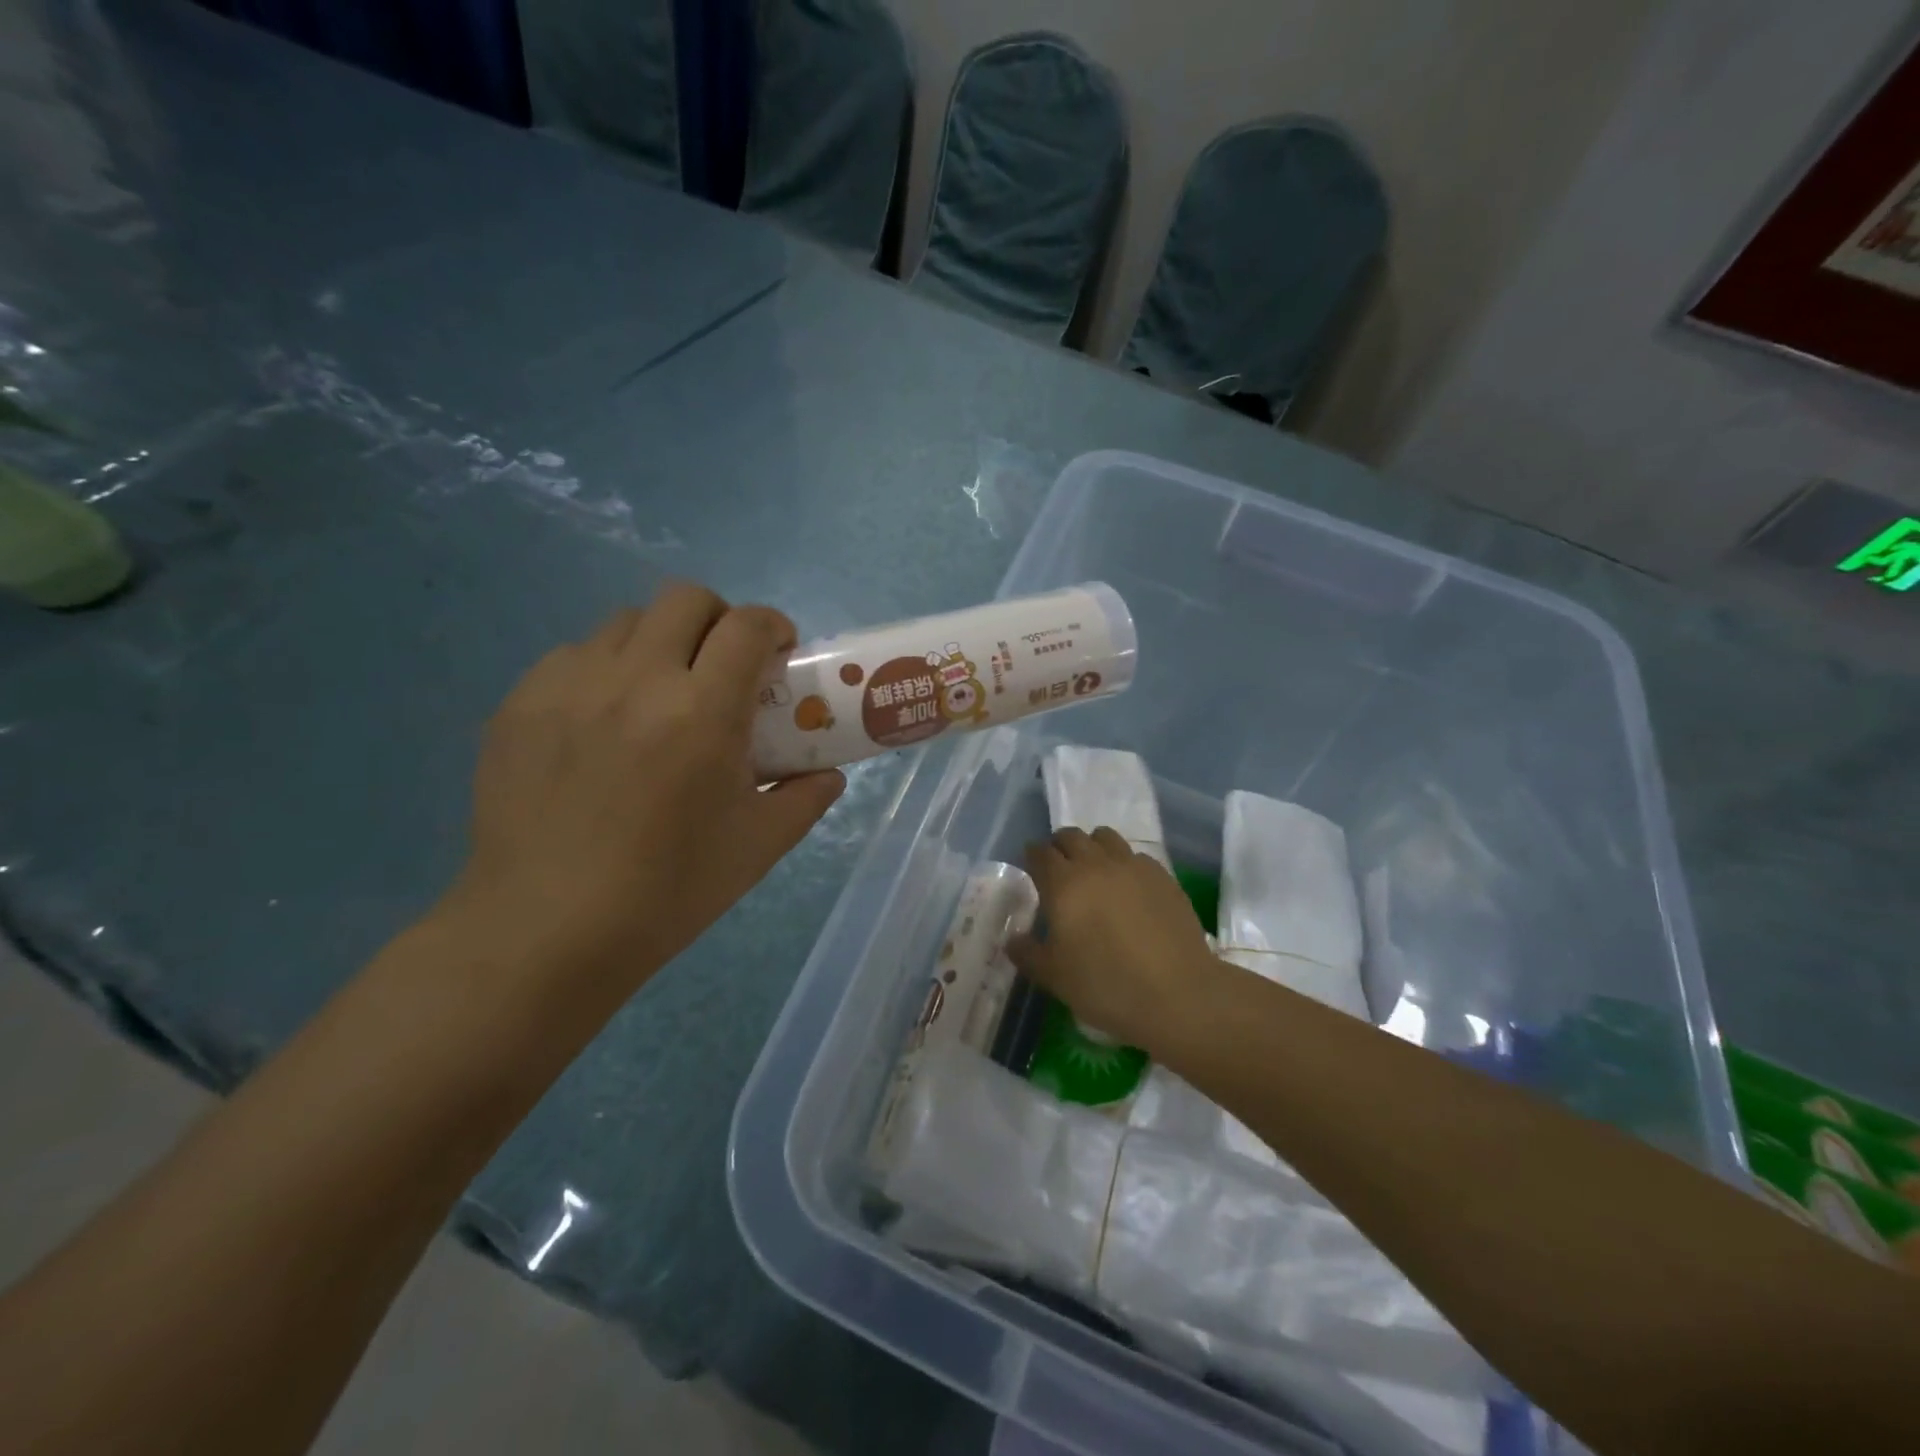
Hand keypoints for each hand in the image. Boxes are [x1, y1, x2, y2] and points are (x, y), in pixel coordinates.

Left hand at [437, 582, 844, 997]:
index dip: (774, 626)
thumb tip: (828, 774)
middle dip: (719, 619)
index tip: (780, 652)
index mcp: (702, 711)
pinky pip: (573, 656)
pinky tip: (603, 723)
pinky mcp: (519, 704)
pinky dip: (604, 670)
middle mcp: (635, 679)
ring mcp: (569, 686)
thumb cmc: (668, 890)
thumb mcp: (757, 847)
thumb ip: (805, 798)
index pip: (748, 626)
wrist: (547, 930)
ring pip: (625, 621)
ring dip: (659, 642)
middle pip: (685, 599)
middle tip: (723, 666)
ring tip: (660, 694)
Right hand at [1008, 827, 1215, 1051]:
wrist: (1177, 993)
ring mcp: (1133, 866)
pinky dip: (1124, 864)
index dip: (1033, 857)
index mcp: (1063, 884)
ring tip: (1094, 871)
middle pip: (1072, 836)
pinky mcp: (1162, 876)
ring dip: (1093, 847)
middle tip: (1059, 869)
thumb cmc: (1106, 985)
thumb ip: (1028, 953)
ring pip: (1105, 837)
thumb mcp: (1054, 977)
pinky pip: (1135, 856)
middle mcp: (1096, 864)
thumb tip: (1013, 939)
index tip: (1031, 867)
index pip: (1040, 853)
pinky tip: (1128, 889)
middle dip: (1060, 847)